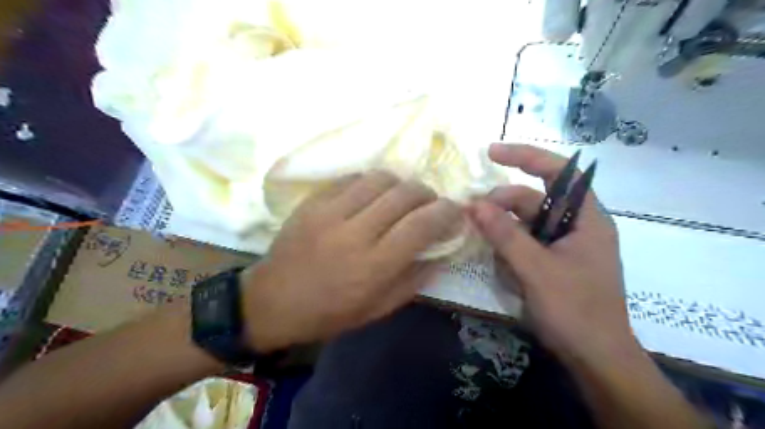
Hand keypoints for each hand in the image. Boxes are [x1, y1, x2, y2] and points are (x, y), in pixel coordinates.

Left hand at [239, 170, 458, 351]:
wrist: (273, 300)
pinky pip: (352, 178)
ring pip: (380, 178)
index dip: (446, 212)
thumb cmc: (329, 312)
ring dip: (400, 184)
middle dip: (427, 193)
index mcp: (374, 266)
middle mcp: (355, 233)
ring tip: (400, 197)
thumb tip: (441, 251)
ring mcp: (330, 212)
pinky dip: (371, 182)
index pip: (422, 225)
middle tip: (429, 203)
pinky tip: (371, 195)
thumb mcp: (378, 309)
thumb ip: (415, 279)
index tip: (455, 211)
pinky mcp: (313, 201)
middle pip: (404, 194)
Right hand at [470, 144, 637, 364]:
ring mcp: (560, 245)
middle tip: (471, 215)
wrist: (595, 359)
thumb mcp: (536, 270)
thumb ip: (505, 235)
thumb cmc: (575, 311)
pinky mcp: (550, 262)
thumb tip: (474, 205)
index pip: (558, 172)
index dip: (526, 157)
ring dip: (502, 233)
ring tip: (487, 247)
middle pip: (531, 201)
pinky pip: (522, 245)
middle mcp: (574, 225)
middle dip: (501, 206)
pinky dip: (508, 251)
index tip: (492, 153)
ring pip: (522, 225)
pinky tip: (504, 269)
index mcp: (585, 218)